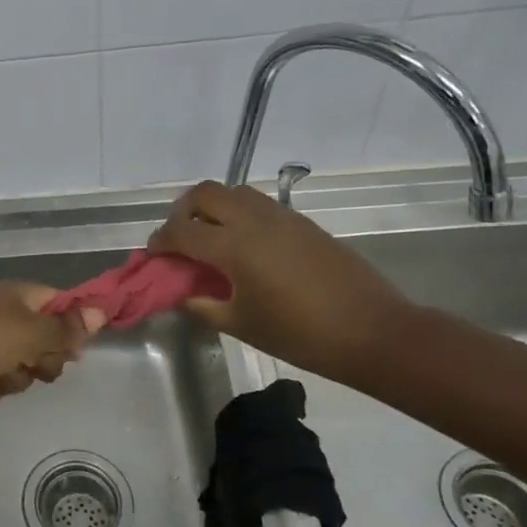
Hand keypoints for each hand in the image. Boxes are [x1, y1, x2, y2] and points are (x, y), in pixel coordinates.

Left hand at [0, 281, 103, 406]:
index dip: (70, 330)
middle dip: (39, 362)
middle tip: (29, 364)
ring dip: (11, 378)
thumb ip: (66, 329)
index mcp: (21, 297)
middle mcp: (5, 314)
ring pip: (20, 369)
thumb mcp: (31, 333)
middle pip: (44, 344)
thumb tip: (100, 312)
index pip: (61, 307)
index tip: (72, 351)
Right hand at [148, 180, 415, 380]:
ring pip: (234, 192)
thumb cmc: (300, 334)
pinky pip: (260, 205)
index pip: (181, 231)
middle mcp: (253, 221)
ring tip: (211, 236)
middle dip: (183, 211)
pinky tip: (245, 246)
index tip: (153, 255)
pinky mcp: (303, 223)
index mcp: (233, 247)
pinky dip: (240, 214)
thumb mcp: (241, 325)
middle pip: (205, 194)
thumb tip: (183, 295)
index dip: (160, 241)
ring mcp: (282, 217)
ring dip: (213, 207)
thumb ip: (203, 306)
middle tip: (180, 238)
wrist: (373, 332)